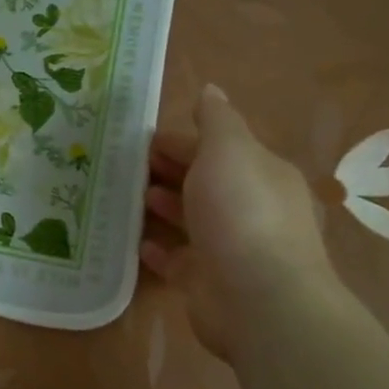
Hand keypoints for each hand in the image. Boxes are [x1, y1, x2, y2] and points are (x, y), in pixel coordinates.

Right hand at [142, 85, 334, 353]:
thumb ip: (217, 120)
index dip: (183, 140)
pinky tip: (137, 241)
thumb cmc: (242, 212)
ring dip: (164, 205)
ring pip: (191, 219)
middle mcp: (250, 209)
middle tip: (128, 164)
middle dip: (171, 170)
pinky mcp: (207, 282)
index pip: (218, 149)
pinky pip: (177, 259)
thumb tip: (212, 90)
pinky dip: (159, 249)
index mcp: (261, 174)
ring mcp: (229, 248)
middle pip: (205, 182)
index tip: (144, 138)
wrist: (257, 298)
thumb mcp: (230, 150)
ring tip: (130, 196)